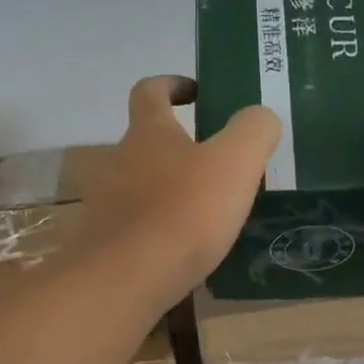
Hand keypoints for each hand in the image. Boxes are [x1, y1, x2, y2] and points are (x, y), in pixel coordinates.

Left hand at [78, 75, 280, 310]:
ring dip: (166, 192)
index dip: (171, 85)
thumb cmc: (184, 212)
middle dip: (175, 148)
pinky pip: (134, 228)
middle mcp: (118, 161)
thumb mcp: (236, 162)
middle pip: (144, 143)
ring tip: (202, 214)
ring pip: (138, 187)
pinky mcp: (103, 244)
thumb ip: (254, 131)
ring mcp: (105, 204)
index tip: (195, 94)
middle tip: (213, 166)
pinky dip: (156, 231)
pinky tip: (180, 251)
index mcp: (148, 132)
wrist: (126, 278)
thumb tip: (260, 118)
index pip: (150, 90)